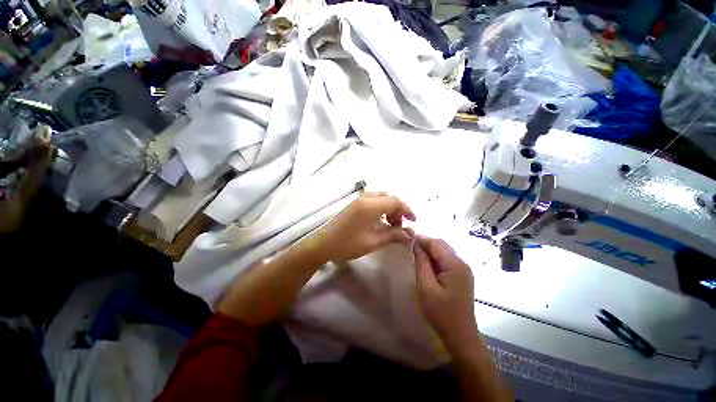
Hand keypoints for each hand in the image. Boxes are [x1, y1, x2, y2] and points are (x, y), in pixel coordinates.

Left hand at [310, 193, 415, 262]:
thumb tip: (410, 235)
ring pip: (381, 198)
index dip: (407, 210)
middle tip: (399, 225)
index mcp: (370, 205)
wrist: (323, 244)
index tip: (413, 222)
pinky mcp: (354, 204)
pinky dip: (380, 208)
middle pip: (388, 197)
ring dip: (389, 208)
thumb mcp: (373, 241)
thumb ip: (393, 235)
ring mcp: (358, 200)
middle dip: (397, 209)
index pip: (395, 201)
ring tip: (390, 225)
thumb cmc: (348, 244)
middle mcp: (365, 198)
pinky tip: (379, 222)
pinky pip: (373, 201)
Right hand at [413, 236, 477, 350]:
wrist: (461, 336)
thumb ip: (422, 263)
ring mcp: (463, 270)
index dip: (421, 239)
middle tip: (410, 248)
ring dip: (430, 252)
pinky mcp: (462, 276)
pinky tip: (426, 266)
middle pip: (441, 245)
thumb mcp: (426, 287)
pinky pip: (446, 261)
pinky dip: (435, 259)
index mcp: (455, 265)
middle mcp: (462, 263)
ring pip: (444, 252)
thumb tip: (416, 245)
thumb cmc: (441, 313)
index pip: (436, 243)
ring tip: (416, 256)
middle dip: (425, 244)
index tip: (407, 240)